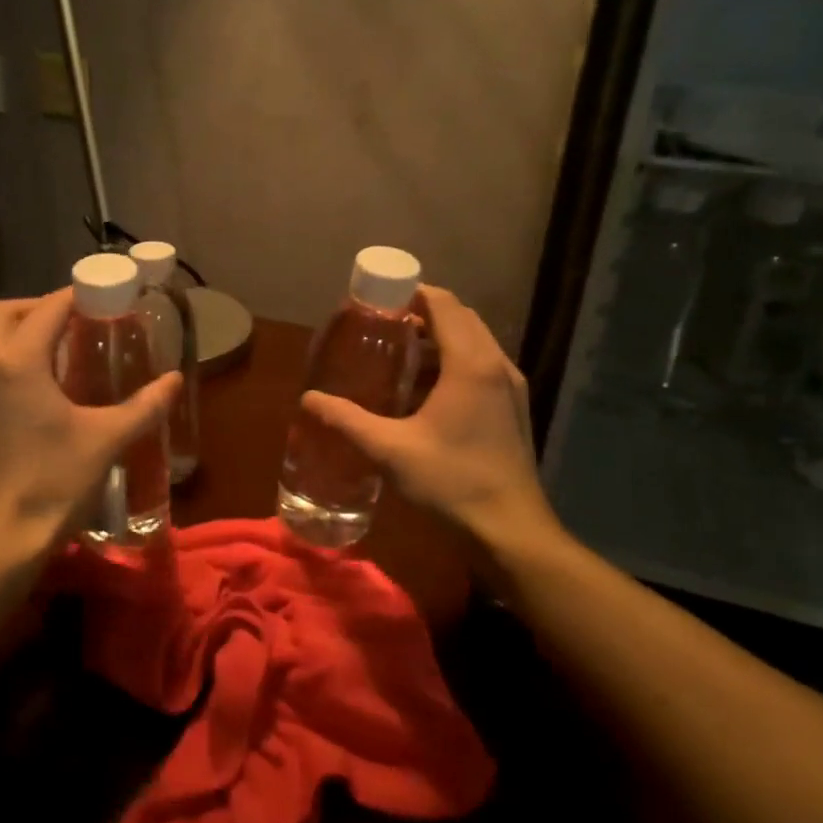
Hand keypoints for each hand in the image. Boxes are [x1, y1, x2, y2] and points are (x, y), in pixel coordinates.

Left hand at [0, 289, 180, 564]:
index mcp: (16, 362)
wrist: (2, 539)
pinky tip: (41, 387)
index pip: (47, 308)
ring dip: (24, 332)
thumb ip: (144, 406)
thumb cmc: (54, 482)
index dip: (76, 295)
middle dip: (43, 307)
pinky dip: (11, 360)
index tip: (105, 295)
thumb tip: (174, 380)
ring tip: (65, 349)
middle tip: (81, 319)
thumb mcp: (106, 439)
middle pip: (8, 314)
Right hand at [300, 284, 563, 549]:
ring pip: (474, 342)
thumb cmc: (452, 481)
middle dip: (422, 314)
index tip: (379, 299)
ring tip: (398, 355)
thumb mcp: (390, 450)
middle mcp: (496, 365)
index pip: (443, 305)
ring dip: (439, 339)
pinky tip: (425, 391)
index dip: (412, 293)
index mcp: (470, 364)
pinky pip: (481, 366)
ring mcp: (510, 387)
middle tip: (382, 325)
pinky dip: (453, 362)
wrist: (510, 529)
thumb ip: (347, 421)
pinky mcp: (513, 407)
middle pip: (460, 318)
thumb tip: (308, 399)